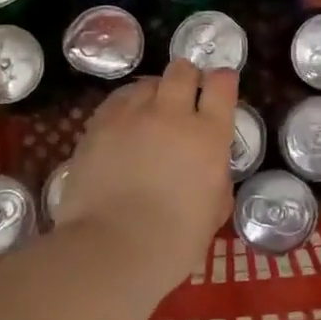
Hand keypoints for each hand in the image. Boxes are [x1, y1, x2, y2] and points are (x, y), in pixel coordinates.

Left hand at [55, 59, 237, 285]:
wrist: (114, 248)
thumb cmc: (175, 241)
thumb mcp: (214, 210)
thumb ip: (216, 178)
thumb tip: (209, 167)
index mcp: (208, 135)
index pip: (221, 85)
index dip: (222, 81)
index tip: (220, 87)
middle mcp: (171, 114)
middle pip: (182, 71)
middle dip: (187, 78)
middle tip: (185, 97)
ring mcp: (131, 116)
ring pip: (146, 83)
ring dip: (155, 92)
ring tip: (151, 112)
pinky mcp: (98, 126)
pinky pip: (116, 101)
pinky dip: (126, 106)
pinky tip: (125, 124)